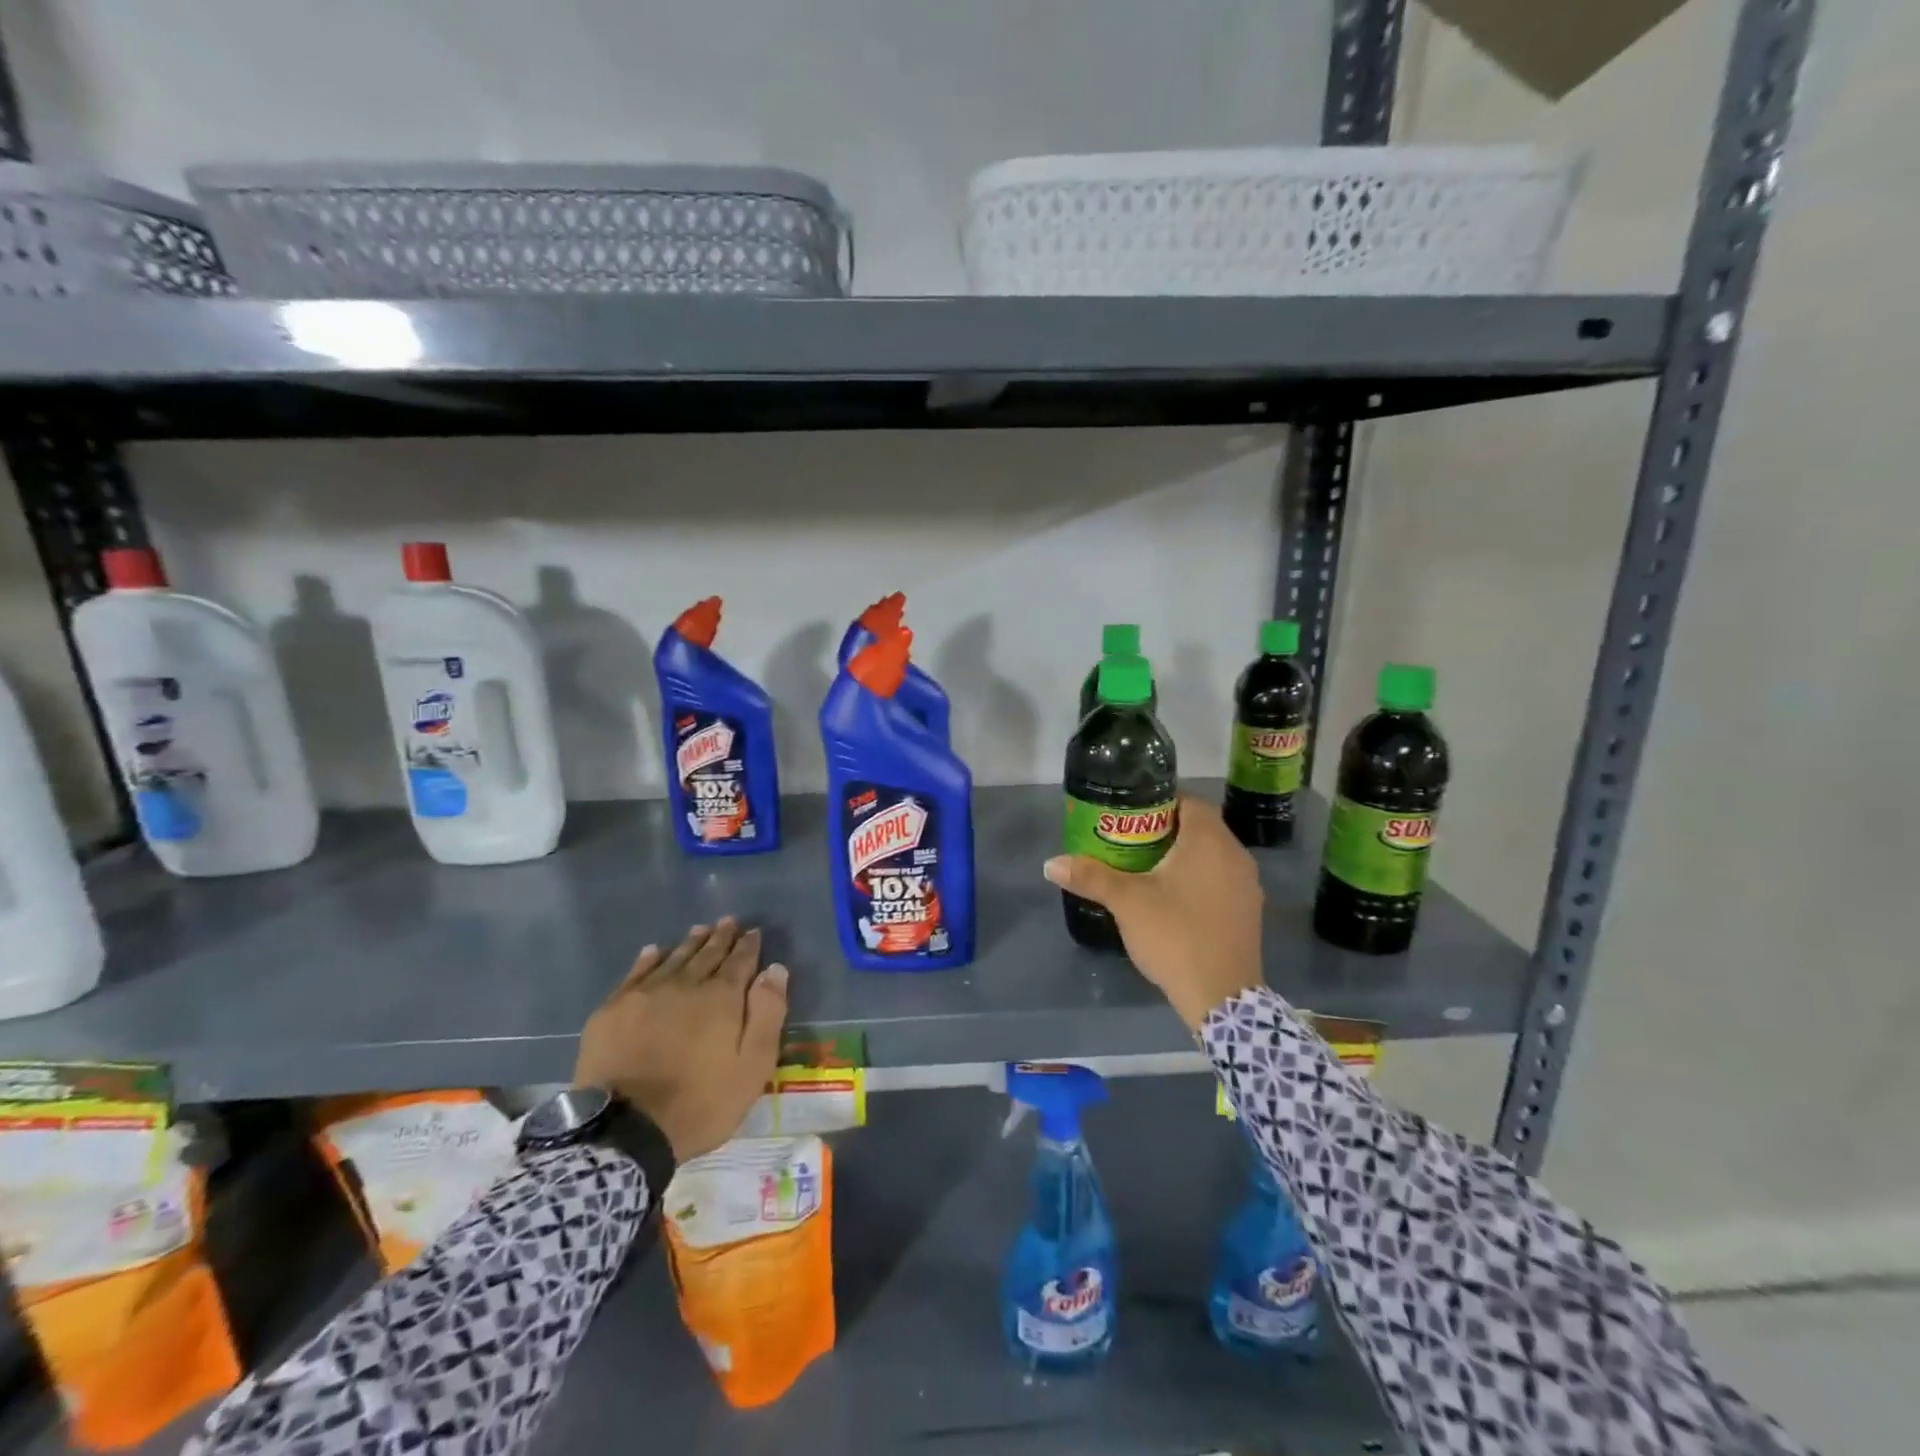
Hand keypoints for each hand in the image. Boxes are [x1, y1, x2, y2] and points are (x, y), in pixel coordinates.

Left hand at [574, 919, 788, 1162]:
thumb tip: (774, 970)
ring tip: (700, 929)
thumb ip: (767, 1014)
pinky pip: (635, 974)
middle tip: (728, 922)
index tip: (753, 932)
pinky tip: (654, 951)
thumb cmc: (700, 1103)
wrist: (625, 1131)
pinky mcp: (612, 1011)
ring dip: (690, 943)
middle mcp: (685, 985)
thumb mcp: (752, 1067)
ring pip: (673, 959)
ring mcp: (645, 995)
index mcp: (721, 998)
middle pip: (707, 954)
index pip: (740, 961)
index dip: (748, 946)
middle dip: (720, 937)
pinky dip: (648, 959)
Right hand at [1044, 795, 1263, 1029]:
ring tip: (1147, 867)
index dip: (1158, 801)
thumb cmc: (1174, 935)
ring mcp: (1247, 884)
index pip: (1188, 801)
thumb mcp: (1127, 902)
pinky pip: (1221, 879)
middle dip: (1166, 829)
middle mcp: (1235, 854)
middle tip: (1130, 839)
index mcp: (1209, 840)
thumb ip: (1090, 876)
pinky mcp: (1249, 911)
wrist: (1221, 997)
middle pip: (1200, 827)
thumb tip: (1051, 864)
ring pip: (1212, 855)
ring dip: (1184, 855)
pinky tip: (1173, 897)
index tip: (1130, 813)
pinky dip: (1199, 878)